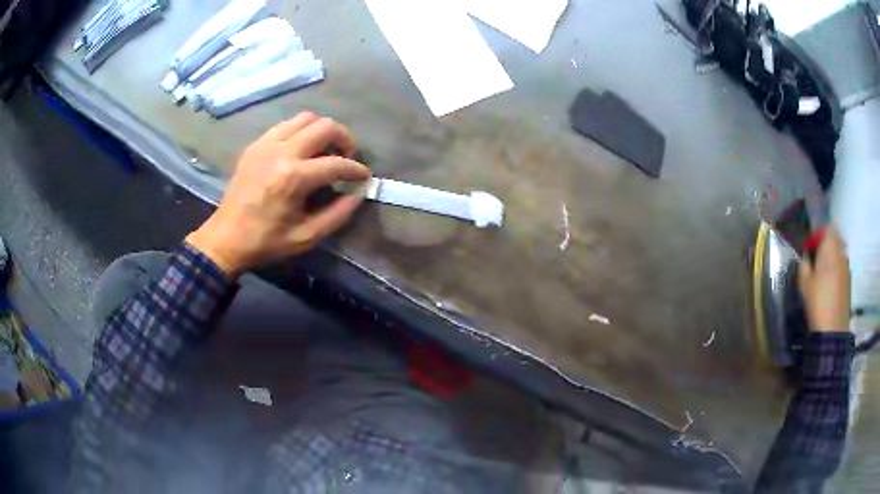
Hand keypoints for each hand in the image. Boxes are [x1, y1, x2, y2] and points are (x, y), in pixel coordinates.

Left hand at [186, 112, 370, 276]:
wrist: (225, 238)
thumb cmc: (266, 242)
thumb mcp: (307, 237)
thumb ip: (338, 214)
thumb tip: (359, 193)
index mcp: (293, 178)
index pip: (337, 163)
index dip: (356, 169)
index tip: (364, 176)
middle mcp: (281, 152)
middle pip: (325, 126)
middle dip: (344, 139)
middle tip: (346, 157)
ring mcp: (266, 144)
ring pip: (305, 118)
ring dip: (322, 130)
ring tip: (325, 150)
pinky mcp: (256, 145)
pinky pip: (286, 125)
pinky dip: (301, 131)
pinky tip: (302, 150)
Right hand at [798, 226, 850, 332]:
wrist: (833, 329)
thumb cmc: (817, 302)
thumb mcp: (804, 282)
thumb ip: (804, 262)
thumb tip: (806, 253)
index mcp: (830, 248)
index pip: (826, 227)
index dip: (818, 233)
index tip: (810, 245)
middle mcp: (840, 251)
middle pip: (835, 237)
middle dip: (826, 242)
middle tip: (816, 256)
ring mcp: (846, 265)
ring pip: (839, 251)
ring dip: (831, 255)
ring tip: (822, 270)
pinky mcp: (848, 279)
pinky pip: (841, 264)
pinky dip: (836, 267)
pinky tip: (829, 282)